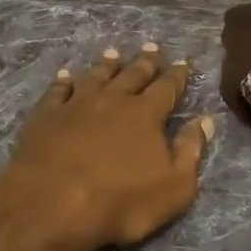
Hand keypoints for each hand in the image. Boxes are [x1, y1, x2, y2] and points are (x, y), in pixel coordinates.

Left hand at [0, 43, 214, 249]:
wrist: (52, 204)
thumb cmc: (120, 202)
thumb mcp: (174, 187)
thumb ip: (191, 151)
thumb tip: (204, 120)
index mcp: (146, 115)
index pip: (167, 88)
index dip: (177, 75)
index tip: (183, 61)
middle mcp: (113, 100)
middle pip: (132, 75)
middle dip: (145, 61)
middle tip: (151, 46)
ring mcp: (76, 105)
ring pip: (96, 76)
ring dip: (106, 65)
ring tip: (113, 53)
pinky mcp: (46, 116)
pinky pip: (57, 91)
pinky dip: (63, 81)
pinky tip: (65, 75)